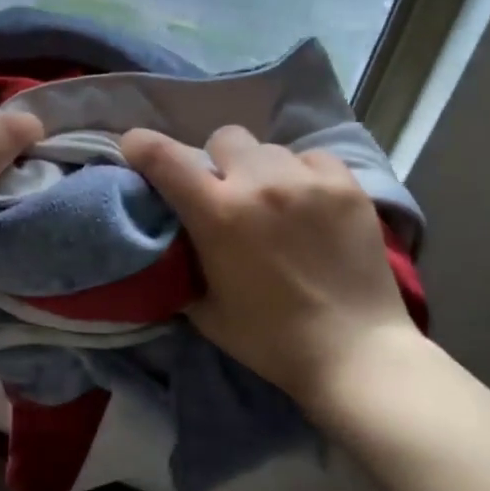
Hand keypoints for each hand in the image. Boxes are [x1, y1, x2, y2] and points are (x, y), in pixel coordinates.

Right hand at [120, 125, 423, 411]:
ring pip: (269, 148)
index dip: (141, 146)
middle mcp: (260, 183)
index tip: (135, 149)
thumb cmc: (270, 339)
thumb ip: (181, 266)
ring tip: (274, 203)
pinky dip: (302, 175)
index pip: (164, 157)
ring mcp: (307, 180)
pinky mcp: (347, 185)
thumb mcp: (204, 310)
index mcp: (217, 214)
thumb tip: (169, 243)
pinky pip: (311, 157)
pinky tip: (310, 205)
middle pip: (223, 138)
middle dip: (217, 163)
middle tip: (226, 194)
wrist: (354, 352)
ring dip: (260, 170)